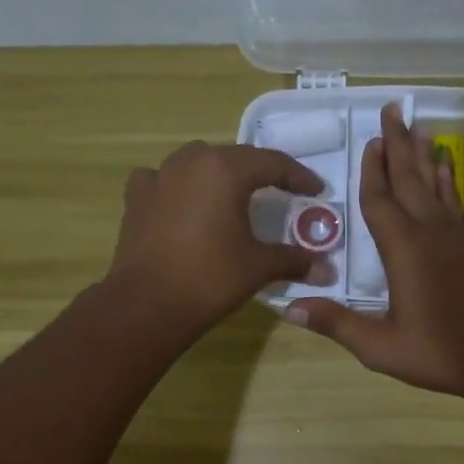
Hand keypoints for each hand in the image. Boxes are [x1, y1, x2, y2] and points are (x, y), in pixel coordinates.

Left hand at [103, 141, 331, 339]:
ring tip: (231, 196)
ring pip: (196, 163)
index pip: (272, 163)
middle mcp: (190, 162)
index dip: (298, 177)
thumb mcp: (259, 267)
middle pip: (234, 158)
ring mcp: (158, 177)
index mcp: (225, 170)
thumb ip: (294, 260)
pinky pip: (163, 181)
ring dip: (217, 174)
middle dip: (259, 173)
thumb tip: (327, 270)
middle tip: (279, 192)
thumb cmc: (210, 279)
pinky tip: (183, 204)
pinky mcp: (136, 199)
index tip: (315, 190)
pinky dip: (178, 187)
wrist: (147, 305)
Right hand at [286, 105, 463, 398]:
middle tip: (394, 110)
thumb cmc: (438, 352)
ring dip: (425, 155)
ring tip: (421, 127)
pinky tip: (445, 171)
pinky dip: (446, 182)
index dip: (372, 171)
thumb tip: (289, 308)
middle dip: (399, 144)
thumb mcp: (380, 346)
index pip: (380, 200)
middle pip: (410, 179)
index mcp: (403, 250)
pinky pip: (453, 203)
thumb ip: (337, 323)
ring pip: (436, 185)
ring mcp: (456, 238)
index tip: (371, 140)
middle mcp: (429, 233)